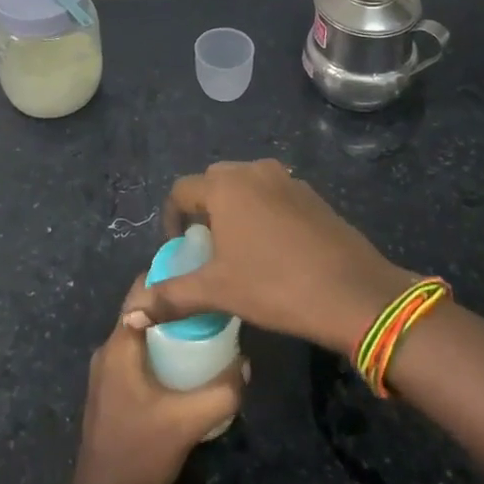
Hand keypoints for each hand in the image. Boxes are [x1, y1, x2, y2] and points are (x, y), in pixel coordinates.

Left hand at [70, 279, 246, 483]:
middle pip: (143, 312)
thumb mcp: (187, 423)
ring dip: (169, 332)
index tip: (199, 269)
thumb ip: (221, 393)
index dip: (168, 275)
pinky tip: (187, 368)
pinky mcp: (112, 396)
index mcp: (119, 345)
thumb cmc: (139, 455)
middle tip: (211, 303)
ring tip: (206, 330)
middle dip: (175, 305)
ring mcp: (107, 376)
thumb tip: (245, 365)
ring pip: (141, 338)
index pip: (141, 291)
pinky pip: (138, 359)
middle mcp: (109, 352)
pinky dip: (161, 354)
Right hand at [131, 159, 414, 356]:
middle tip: (208, 250)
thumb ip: (172, 297)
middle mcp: (252, 170)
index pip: (182, 190)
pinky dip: (264, 213)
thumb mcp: (219, 292)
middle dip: (204, 211)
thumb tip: (130, 313)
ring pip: (246, 186)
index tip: (180, 248)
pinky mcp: (310, 194)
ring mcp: (285, 179)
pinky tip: (275, 250)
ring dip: (235, 209)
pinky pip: (273, 194)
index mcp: (224, 185)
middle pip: (214, 183)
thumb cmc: (275, 286)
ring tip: (240, 250)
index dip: (173, 219)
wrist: (353, 291)